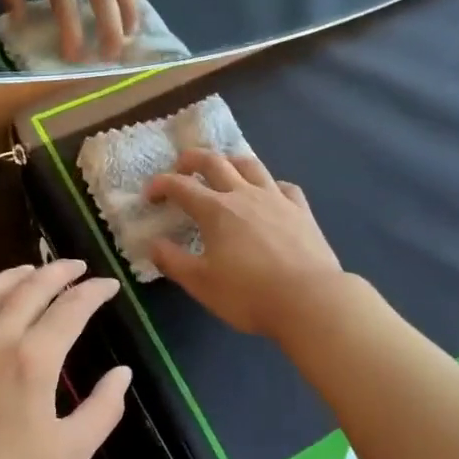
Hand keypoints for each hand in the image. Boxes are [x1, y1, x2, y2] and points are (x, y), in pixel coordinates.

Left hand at [0, 260, 130, 458]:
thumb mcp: (70, 453)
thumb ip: (103, 408)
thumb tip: (122, 374)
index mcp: (33, 359)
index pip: (71, 308)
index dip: (94, 292)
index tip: (110, 285)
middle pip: (30, 288)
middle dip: (59, 272)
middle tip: (78, 266)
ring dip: (18, 275)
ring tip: (35, 269)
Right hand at [145, 149, 342, 338]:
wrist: (309, 299)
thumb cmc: (249, 294)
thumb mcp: (201, 284)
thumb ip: (173, 261)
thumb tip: (153, 243)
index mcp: (216, 210)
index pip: (180, 186)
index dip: (160, 185)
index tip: (149, 195)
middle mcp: (244, 194)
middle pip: (215, 162)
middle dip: (192, 159)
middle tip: (181, 166)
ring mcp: (276, 199)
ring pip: (250, 165)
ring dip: (230, 161)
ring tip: (223, 167)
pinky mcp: (301, 210)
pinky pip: (284, 186)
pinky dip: (270, 184)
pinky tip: (269, 193)